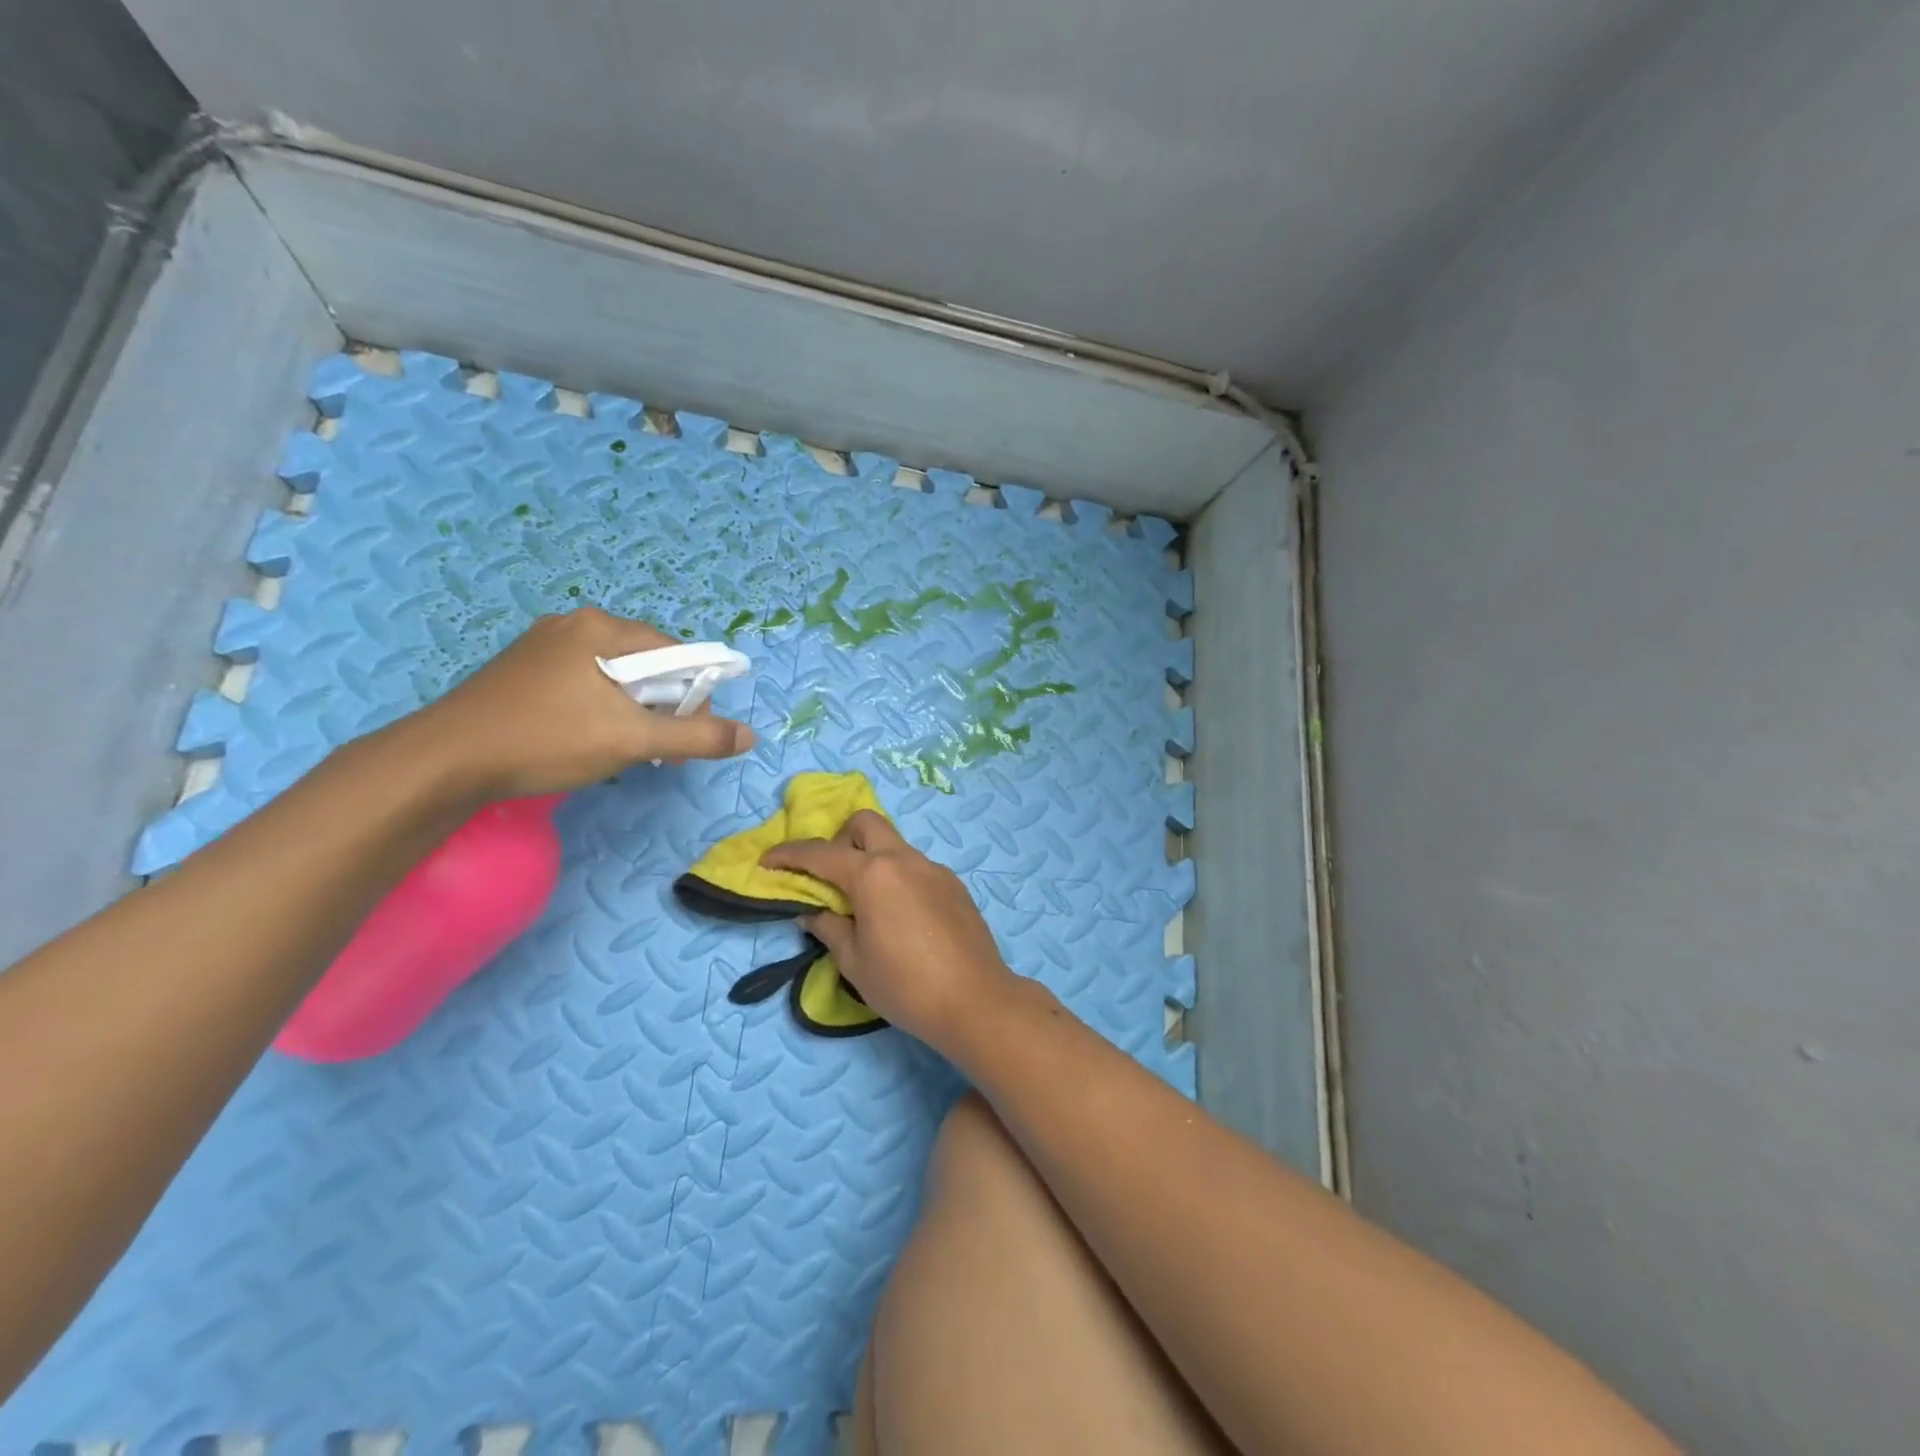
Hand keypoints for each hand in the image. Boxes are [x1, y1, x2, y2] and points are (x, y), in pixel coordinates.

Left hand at [410, 608, 754, 799]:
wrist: (446, 760)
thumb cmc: (548, 739)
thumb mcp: (633, 740)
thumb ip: (697, 736)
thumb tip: (750, 735)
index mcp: (601, 628)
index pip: (675, 652)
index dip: (693, 693)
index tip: (687, 733)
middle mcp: (573, 625)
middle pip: (644, 662)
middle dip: (661, 704)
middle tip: (656, 746)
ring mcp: (542, 646)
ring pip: (612, 675)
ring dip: (631, 709)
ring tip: (622, 746)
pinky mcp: (522, 670)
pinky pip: (582, 682)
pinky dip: (599, 708)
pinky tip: (585, 738)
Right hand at [761, 811, 1018, 1051]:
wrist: (975, 1000)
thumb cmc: (905, 986)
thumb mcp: (854, 962)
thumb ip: (829, 928)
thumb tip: (812, 911)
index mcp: (873, 875)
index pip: (821, 854)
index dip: (789, 855)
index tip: (767, 861)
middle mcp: (904, 860)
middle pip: (866, 823)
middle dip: (840, 838)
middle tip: (831, 876)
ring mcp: (934, 869)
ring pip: (894, 845)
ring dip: (872, 859)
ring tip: (866, 903)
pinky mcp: (954, 885)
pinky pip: (916, 867)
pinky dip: (898, 877)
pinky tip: (901, 917)